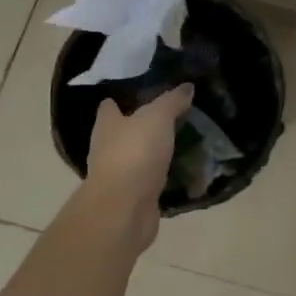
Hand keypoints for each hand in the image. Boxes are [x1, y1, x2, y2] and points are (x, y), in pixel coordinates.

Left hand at [83, 84, 193, 251]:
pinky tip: (184, 170)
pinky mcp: (134, 197)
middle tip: (174, 115)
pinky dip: (164, 176)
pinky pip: (152, 180)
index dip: (122, 99)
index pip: (109, 106)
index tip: (143, 92)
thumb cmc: (135, 153)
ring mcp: (120, 175)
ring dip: (156, 152)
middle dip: (144, 125)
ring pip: (140, 157)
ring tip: (184, 141)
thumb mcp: (158, 117)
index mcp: (107, 125)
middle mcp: (108, 148)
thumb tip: (187, 86)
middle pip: (125, 131)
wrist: (124, 209)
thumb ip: (172, 101)